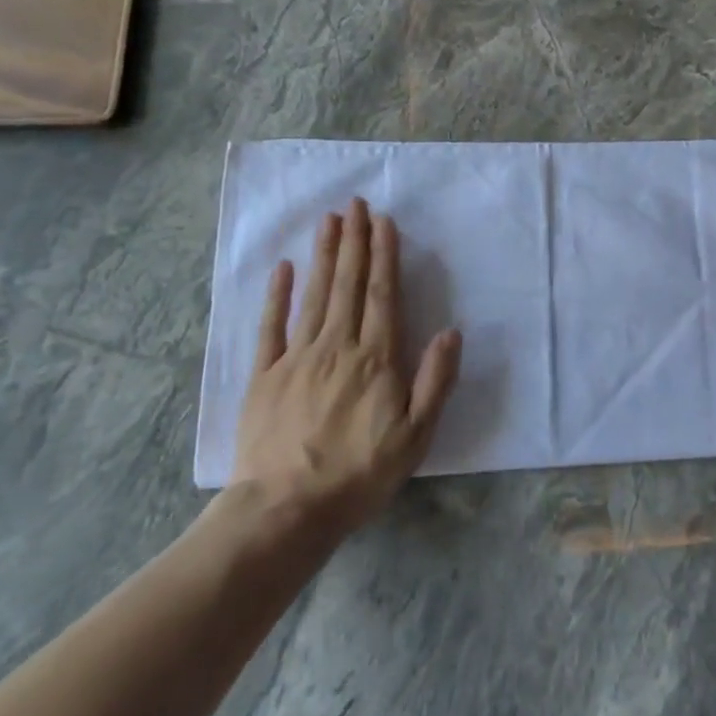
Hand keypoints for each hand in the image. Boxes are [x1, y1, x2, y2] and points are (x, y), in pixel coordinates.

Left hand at [232, 199, 461, 533]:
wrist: (285, 511)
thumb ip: (435, 381)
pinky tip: (284, 268)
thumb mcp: (416, 436)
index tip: (383, 222)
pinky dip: (277, 296)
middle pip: (348, 284)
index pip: (382, 294)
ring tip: (329, 220)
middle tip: (355, 204)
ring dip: (324, 255)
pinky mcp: (264, 376)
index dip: (384, 255)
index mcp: (376, 358)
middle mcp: (337, 346)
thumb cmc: (359, 474)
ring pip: (314, 295)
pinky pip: (271, 327)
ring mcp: (296, 358)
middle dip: (354, 241)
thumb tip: (451, 332)